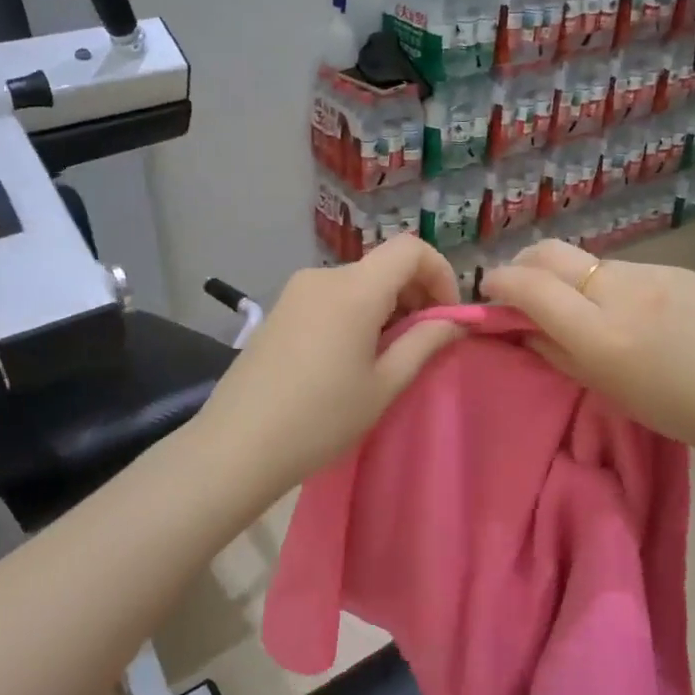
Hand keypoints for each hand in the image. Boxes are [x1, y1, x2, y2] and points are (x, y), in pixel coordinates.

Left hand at [194, 235, 462, 498]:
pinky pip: (331, 296)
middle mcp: (323, 276)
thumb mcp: (383, 385)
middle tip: (422, 344)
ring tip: (386, 357)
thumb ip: (425, 343)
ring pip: (358, 282)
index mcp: (354, 289)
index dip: (440, 274)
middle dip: (414, 295)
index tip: (446, 318)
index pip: (411, 249)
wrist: (237, 445)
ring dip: (385, 307)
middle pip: (384, 266)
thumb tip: (456, 321)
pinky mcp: (280, 309)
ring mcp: (296, 291)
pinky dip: (356, 313)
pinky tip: (349, 357)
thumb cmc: (320, 419)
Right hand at [479, 239, 694, 466]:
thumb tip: (522, 329)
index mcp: (600, 333)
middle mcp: (620, 290)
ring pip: (588, 261)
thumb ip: (560, 355)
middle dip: (523, 264)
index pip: (529, 286)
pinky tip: (631, 312)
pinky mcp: (678, 268)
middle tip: (521, 289)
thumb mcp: (614, 392)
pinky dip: (606, 283)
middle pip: (550, 253)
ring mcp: (652, 273)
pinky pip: (624, 269)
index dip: (499, 283)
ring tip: (583, 310)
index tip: (490, 293)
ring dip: (568, 277)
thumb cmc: (688, 413)